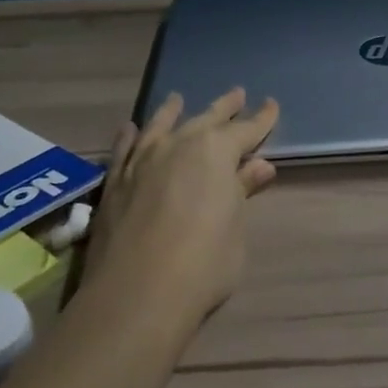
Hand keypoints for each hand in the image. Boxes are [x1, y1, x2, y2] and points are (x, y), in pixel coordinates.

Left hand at [83, 88, 279, 332]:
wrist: (136, 294)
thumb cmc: (204, 263)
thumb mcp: (235, 228)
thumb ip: (243, 191)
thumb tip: (260, 166)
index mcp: (216, 152)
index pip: (246, 129)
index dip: (262, 119)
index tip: (272, 105)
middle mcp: (178, 144)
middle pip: (205, 119)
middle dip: (224, 107)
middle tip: (237, 93)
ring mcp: (142, 160)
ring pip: (161, 125)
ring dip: (173, 111)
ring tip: (178, 99)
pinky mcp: (115, 180)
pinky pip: (124, 147)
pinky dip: (131, 135)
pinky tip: (132, 128)